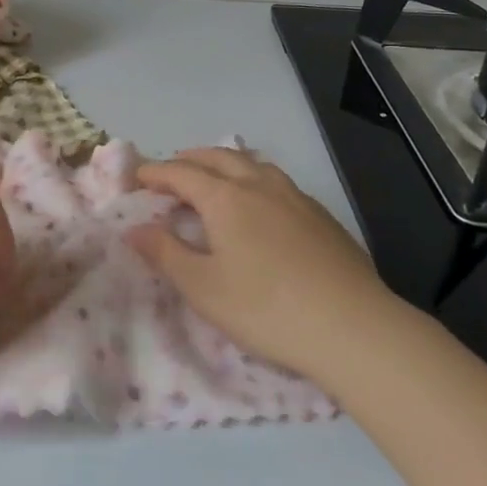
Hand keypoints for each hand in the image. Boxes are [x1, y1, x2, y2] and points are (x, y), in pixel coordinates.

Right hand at [129, 148, 404, 381]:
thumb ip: (165, 253)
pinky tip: (261, 203)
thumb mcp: (203, 288)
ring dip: (225, 163)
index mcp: (226, 199)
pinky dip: (254, 178)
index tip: (137, 178)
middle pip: (219, 158)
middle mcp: (260, 186)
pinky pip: (277, 181)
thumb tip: (133, 228)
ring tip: (214, 177)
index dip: (156, 173)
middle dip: (190, 160)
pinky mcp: (321, 216)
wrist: (353, 327)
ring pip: (253, 164)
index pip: (182, 174)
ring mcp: (296, 198)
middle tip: (171, 170)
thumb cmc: (265, 309)